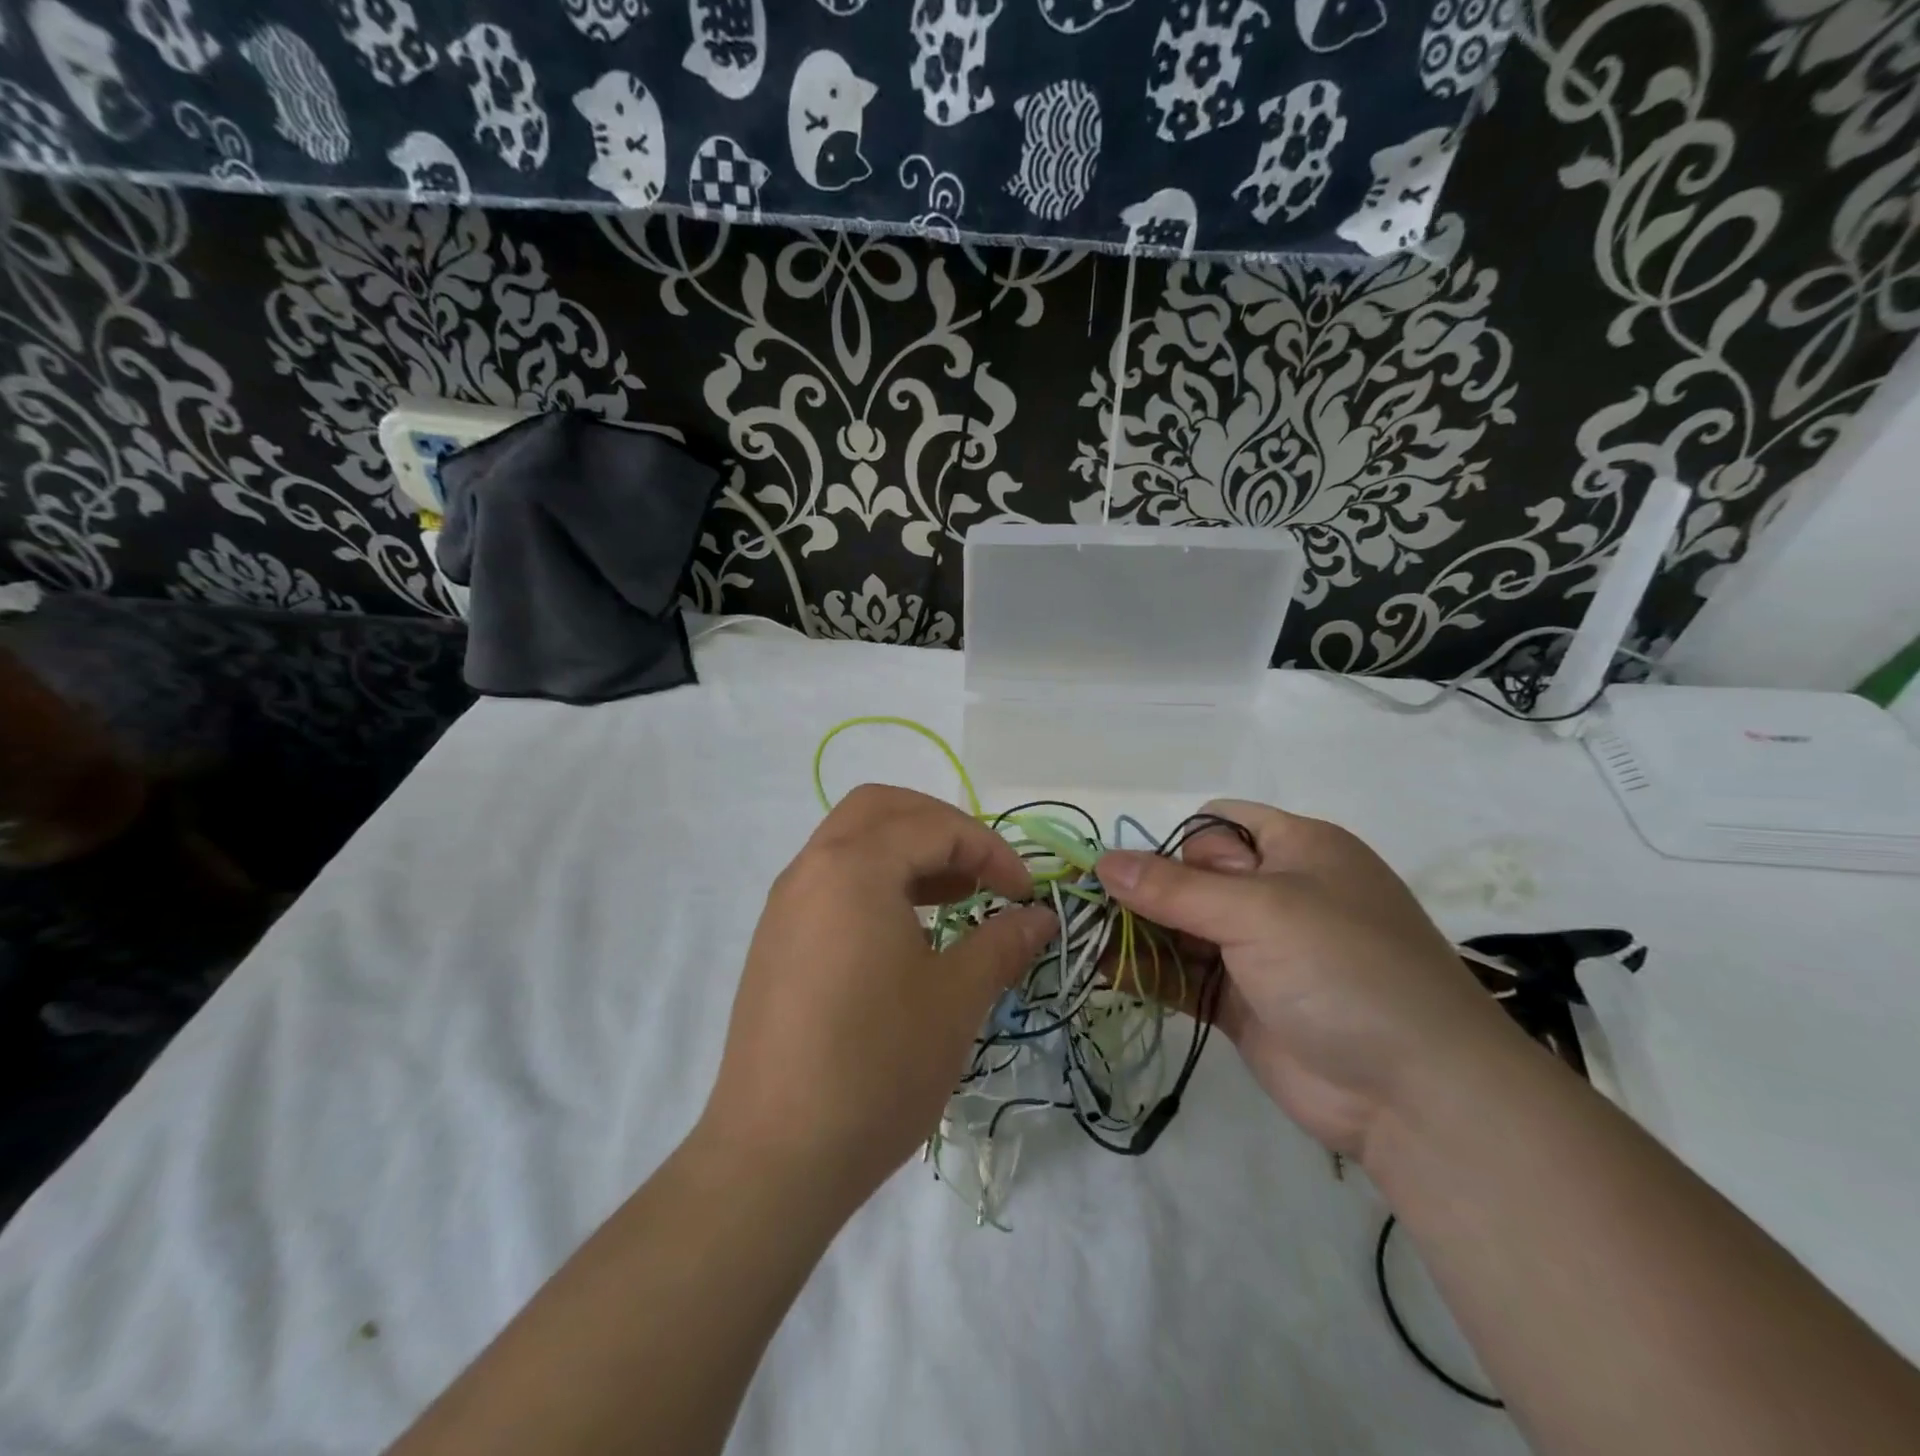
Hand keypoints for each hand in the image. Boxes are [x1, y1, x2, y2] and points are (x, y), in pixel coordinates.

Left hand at [700, 785, 1055, 1211]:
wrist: (774, 1157)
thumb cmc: (876, 1067)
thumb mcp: (955, 1000)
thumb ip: (1001, 943)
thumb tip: (1039, 917)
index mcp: (853, 867)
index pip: (934, 826)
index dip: (990, 850)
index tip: (1024, 895)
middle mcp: (811, 869)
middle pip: (882, 809)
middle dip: (941, 827)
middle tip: (982, 872)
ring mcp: (786, 905)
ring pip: (851, 841)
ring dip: (907, 851)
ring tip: (953, 896)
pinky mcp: (776, 941)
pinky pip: (831, 880)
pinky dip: (876, 880)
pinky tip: (907, 931)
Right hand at [1097, 800, 1512, 1161]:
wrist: (1418, 1097)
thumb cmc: (1346, 969)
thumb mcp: (1261, 912)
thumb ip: (1175, 888)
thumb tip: (1103, 862)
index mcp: (1297, 850)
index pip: (1218, 825)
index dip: (1175, 842)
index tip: (1136, 872)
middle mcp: (1277, 894)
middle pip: (1192, 877)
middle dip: (1143, 890)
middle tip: (1088, 907)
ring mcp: (1259, 952)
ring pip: (1183, 929)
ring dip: (1137, 932)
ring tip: (1080, 938)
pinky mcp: (1243, 1003)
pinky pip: (1185, 977)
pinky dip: (1148, 973)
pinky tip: (1103, 972)